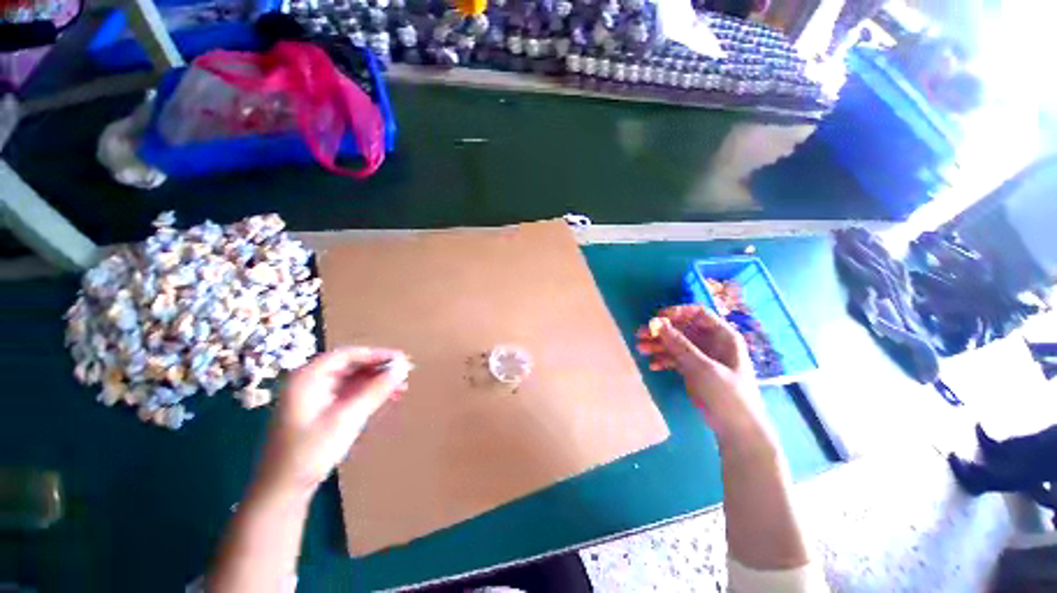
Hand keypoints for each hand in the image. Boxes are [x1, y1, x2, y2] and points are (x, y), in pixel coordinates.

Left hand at [255, 347, 410, 498]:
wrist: (282, 490)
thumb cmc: (311, 451)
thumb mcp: (348, 417)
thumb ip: (377, 389)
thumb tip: (403, 367)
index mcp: (308, 377)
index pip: (348, 355)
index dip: (377, 354)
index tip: (401, 359)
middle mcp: (310, 382)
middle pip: (351, 365)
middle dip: (379, 369)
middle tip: (405, 373)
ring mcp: (314, 397)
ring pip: (352, 380)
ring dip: (377, 382)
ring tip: (401, 387)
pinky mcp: (320, 411)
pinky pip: (349, 394)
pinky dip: (368, 394)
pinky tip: (386, 398)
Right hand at [637, 305, 767, 443]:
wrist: (738, 432)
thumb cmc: (727, 395)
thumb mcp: (703, 368)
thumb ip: (679, 345)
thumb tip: (657, 323)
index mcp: (723, 336)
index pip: (697, 314)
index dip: (676, 313)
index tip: (656, 318)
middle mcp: (712, 343)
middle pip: (683, 329)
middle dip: (661, 331)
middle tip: (639, 335)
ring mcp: (703, 358)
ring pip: (676, 344)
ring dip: (658, 346)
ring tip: (640, 349)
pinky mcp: (695, 371)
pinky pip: (676, 359)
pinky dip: (664, 360)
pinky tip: (652, 366)